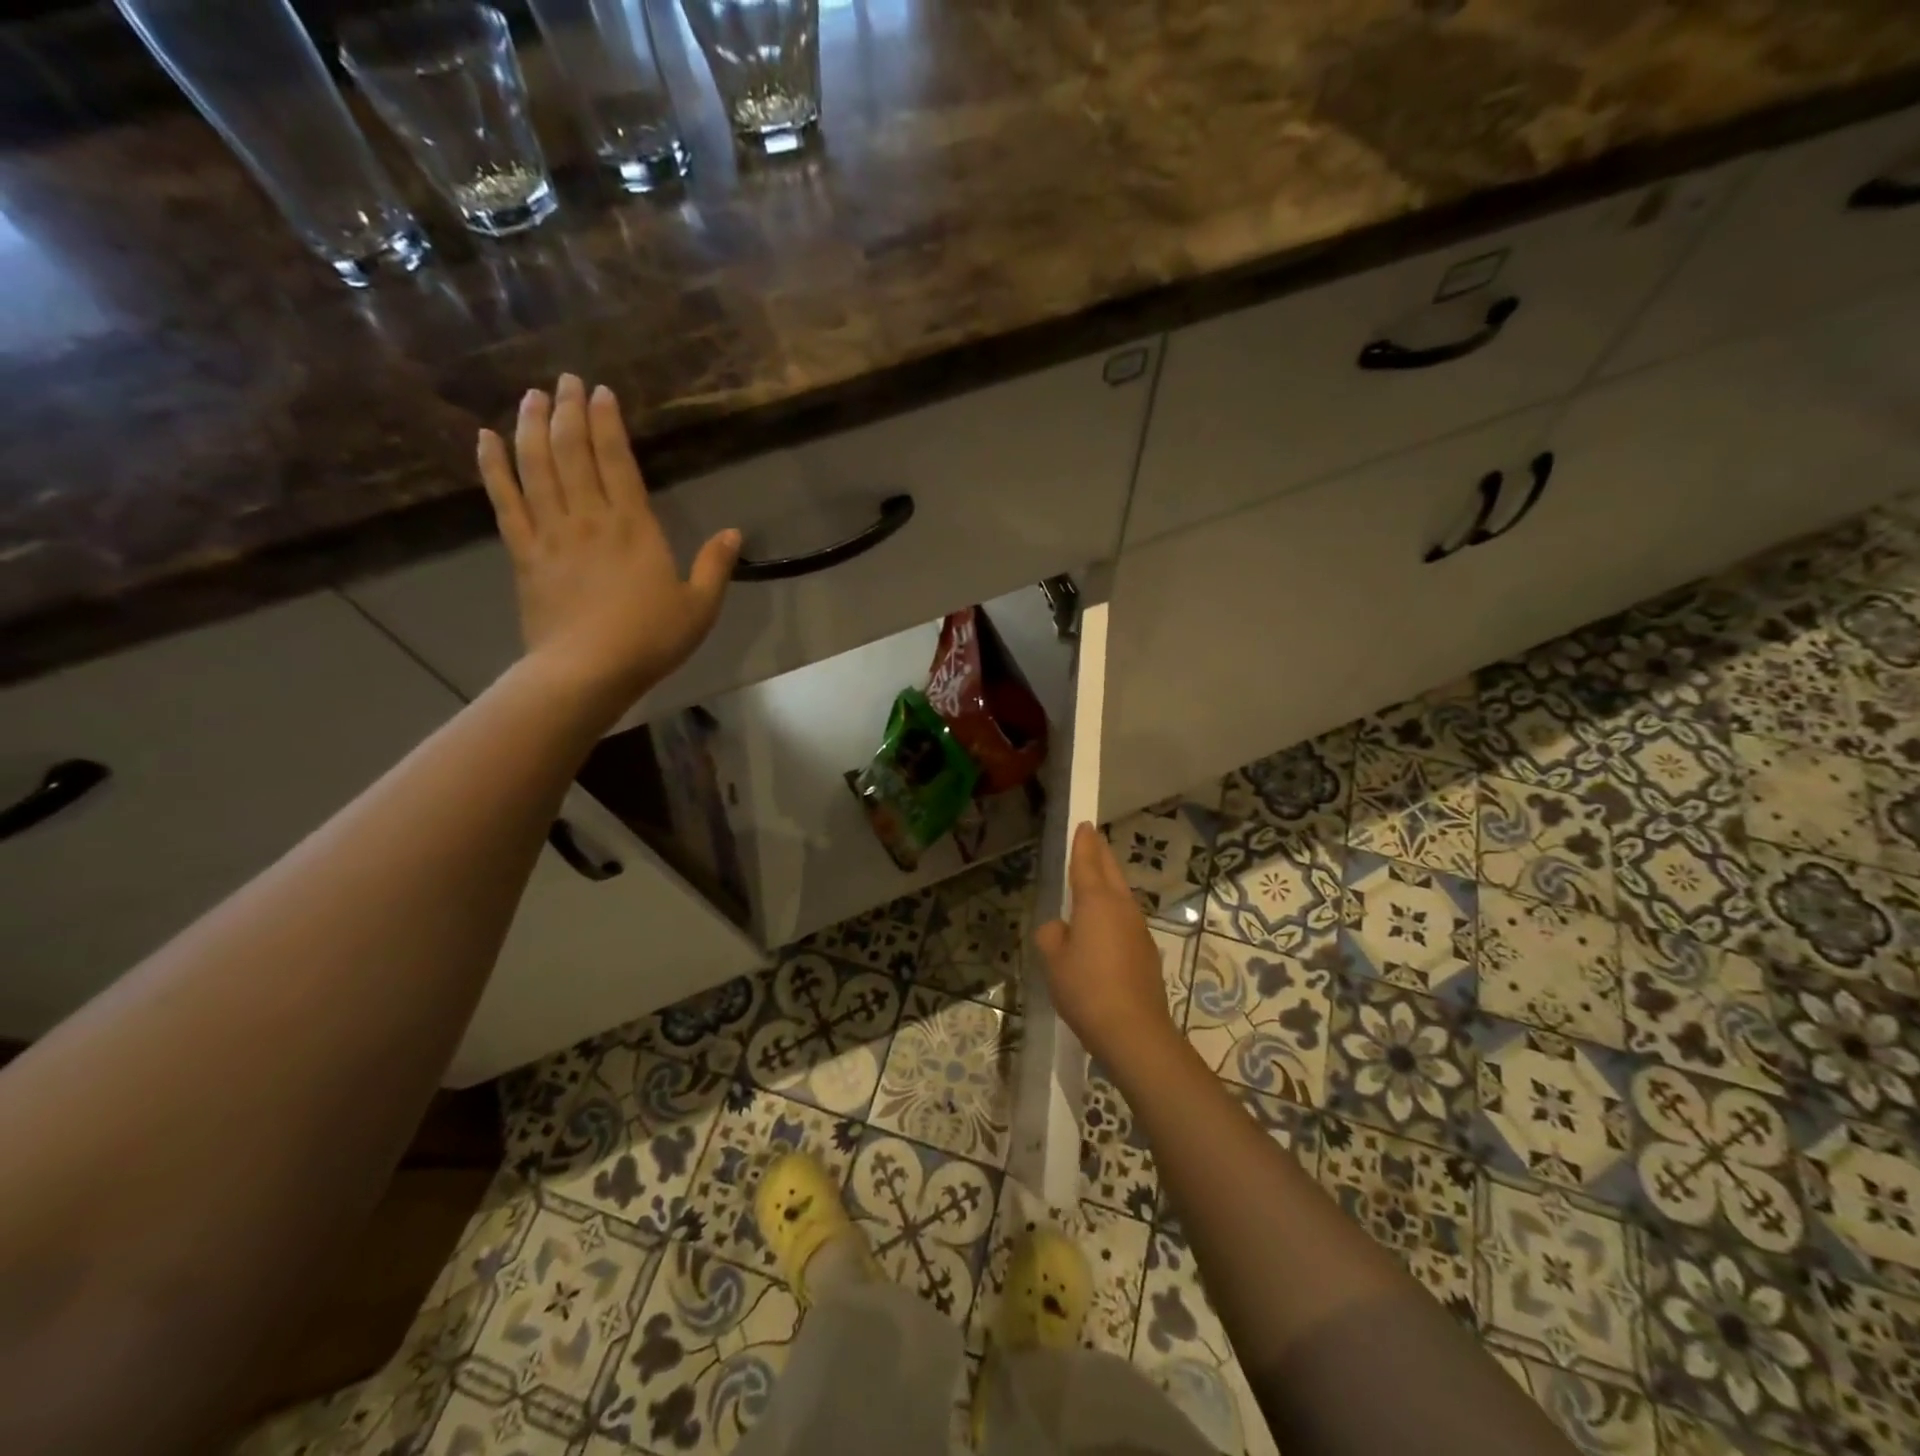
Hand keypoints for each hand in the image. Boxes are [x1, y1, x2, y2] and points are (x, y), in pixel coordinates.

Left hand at [477, 375, 739, 708]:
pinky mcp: (524, 552)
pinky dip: (494, 467)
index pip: (617, 461)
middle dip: (569, 411)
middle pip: (573, 452)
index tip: (601, 392)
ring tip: (531, 396)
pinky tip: (485, 439)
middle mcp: (590, 517)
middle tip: (565, 380)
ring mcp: (551, 532)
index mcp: (634, 527)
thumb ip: (715, 567)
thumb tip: (734, 533)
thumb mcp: (699, 607)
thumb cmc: (650, 639)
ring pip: (537, 466)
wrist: (587, 670)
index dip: (608, 423)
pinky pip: (505, 500)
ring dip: (532, 427)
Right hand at [1033, 823, 1181, 1068]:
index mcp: (1096, 902)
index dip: (1083, 843)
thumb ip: (1051, 935)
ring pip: (1122, 894)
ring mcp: (1138, 929)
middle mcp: (1121, 907)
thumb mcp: (1053, 961)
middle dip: (1101, 853)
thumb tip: (1060, 929)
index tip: (1084, 825)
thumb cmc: (1086, 989)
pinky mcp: (1146, 952)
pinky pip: (1125, 919)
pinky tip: (1103, 926)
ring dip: (1109, 882)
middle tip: (1092, 838)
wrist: (1134, 1031)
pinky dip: (1113, 911)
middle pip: (1111, 872)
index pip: (1088, 862)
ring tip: (1095, 878)